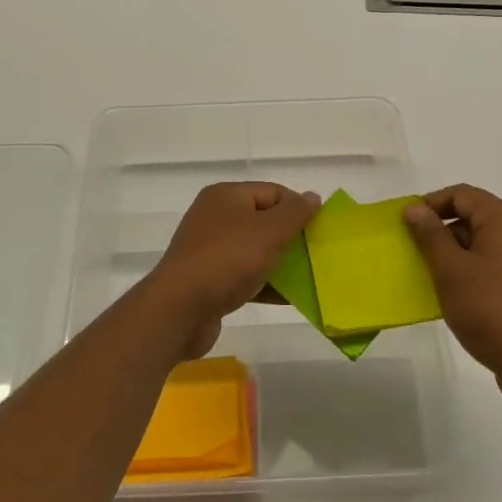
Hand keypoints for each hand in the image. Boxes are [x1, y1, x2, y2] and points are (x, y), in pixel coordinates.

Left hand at [146, 183, 321, 358]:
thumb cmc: (227, 260)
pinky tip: (290, 299)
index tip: (321, 229)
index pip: (272, 192)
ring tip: (310, 278)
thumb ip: (295, 213)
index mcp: (226, 196)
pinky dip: (266, 284)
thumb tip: (312, 197)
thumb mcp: (269, 231)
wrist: (180, 309)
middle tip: (318, 254)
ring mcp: (210, 250)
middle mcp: (215, 218)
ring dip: (282, 263)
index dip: (298, 207)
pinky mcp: (210, 281)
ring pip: (255, 251)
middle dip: (292, 237)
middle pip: (264, 221)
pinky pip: (246, 277)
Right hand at [404, 185, 501, 403]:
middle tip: (418, 254)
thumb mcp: (451, 271)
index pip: (462, 194)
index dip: (430, 204)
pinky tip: (464, 294)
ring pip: (490, 241)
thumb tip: (415, 208)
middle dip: (444, 230)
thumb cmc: (491, 312)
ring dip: (461, 252)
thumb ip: (430, 235)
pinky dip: (480, 268)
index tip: (407, 225)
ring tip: (437, 277)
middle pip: (478, 215)